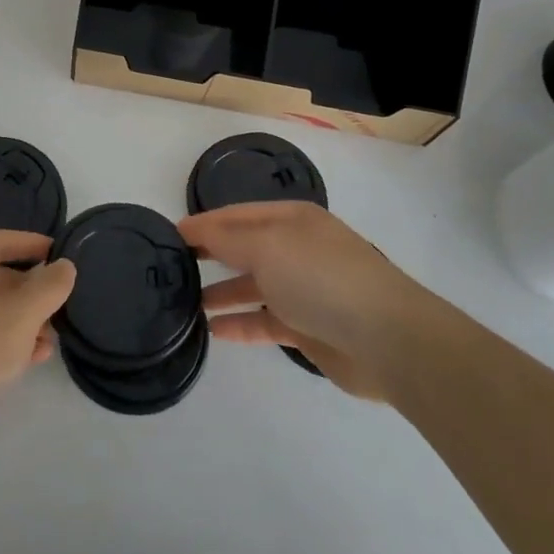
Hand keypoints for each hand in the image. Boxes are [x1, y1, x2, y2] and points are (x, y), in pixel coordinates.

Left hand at [0, 231, 75, 461]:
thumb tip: (64, 267)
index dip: (31, 244)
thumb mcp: (20, 317)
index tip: (59, 251)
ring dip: (20, 321)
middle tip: (59, 305)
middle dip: (29, 293)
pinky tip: (29, 359)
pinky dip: (0, 340)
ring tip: (49, 340)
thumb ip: (48, 287)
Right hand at [181, 202, 419, 400]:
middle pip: (244, 248)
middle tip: (170, 269)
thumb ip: (225, 238)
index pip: (236, 215)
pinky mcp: (307, 327)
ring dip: (220, 291)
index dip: (202, 223)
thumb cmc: (321, 278)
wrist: (386, 338)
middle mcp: (296, 249)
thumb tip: (191, 229)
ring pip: (251, 285)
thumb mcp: (266, 246)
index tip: (166, 237)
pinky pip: (263, 320)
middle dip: (209, 255)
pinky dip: (239, 323)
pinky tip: (212, 331)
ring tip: (184, 302)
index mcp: (291, 219)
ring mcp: (303, 289)